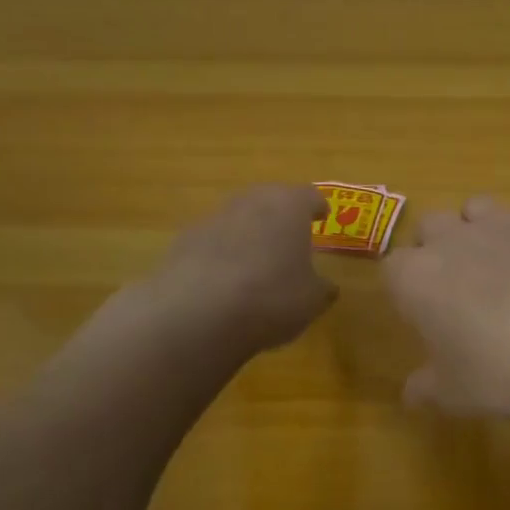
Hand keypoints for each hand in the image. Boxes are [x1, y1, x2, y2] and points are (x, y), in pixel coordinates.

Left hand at [151, 184, 335, 352]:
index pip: (309, 196)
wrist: (196, 313)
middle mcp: (250, 202)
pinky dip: (222, 254)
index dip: (317, 207)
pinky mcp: (183, 241)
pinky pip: (213, 241)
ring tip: (257, 262)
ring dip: (249, 234)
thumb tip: (326, 287)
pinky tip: (225, 281)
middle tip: (290, 237)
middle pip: (270, 199)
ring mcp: (212, 218)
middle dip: (281, 216)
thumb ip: (321, 288)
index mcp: (289, 206)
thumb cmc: (271, 297)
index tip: (322, 217)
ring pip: (239, 219)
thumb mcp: (311, 300)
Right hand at [384, 196, 509, 415]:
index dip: (405, 288)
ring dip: (480, 228)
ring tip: (499, 264)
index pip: (392, 268)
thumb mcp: (458, 394)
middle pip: (431, 226)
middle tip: (457, 286)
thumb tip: (411, 394)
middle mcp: (453, 240)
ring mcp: (504, 224)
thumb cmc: (504, 369)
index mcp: (417, 278)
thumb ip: (428, 389)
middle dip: (437, 247)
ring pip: (478, 207)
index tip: (421, 312)